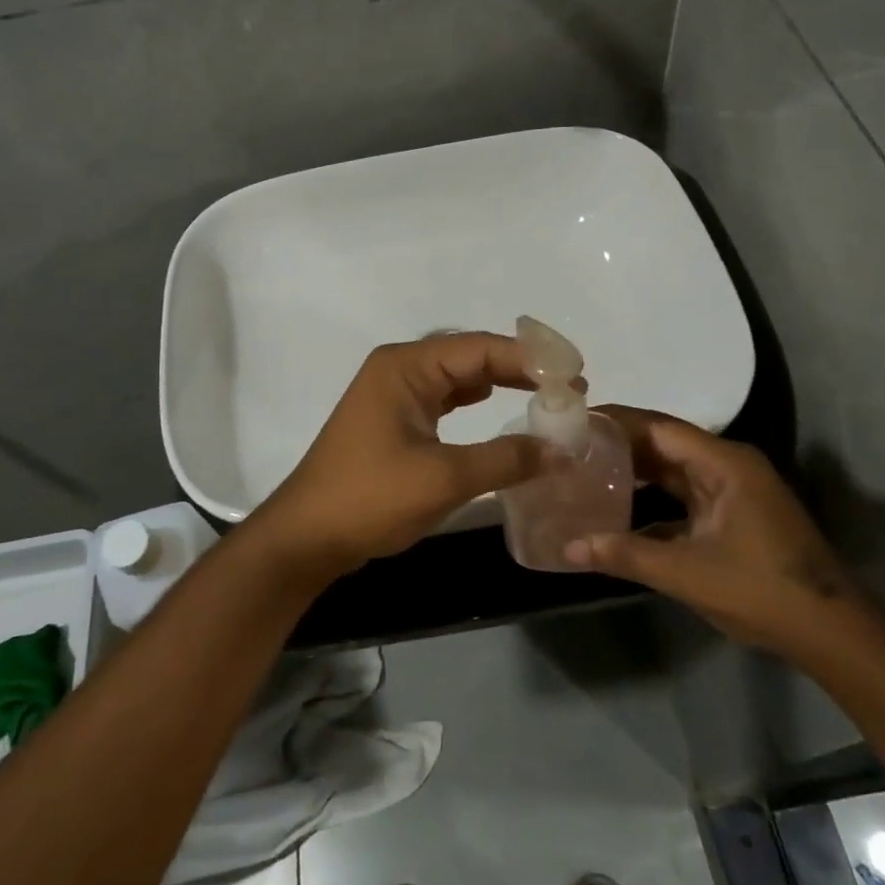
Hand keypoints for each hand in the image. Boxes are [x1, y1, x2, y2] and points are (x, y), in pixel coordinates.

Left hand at [255, 333, 551, 576]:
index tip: (576, 374)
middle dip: (518, 368)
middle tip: (569, 386)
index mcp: (406, 366)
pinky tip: (497, 406)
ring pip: (456, 377)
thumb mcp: (444, 478)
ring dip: (498, 382)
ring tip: (545, 395)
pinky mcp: (392, 419)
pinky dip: (473, 401)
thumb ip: (506, 459)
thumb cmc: (370, 498)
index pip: (480, 348)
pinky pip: (442, 398)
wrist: (307, 535)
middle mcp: (399, 369)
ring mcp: (392, 393)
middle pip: (469, 355)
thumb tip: (561, 450)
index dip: (531, 359)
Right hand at [563, 407, 858, 653]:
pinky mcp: (733, 513)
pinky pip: (684, 492)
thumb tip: (567, 548)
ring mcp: (733, 490)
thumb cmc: (762, 590)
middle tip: (571, 445)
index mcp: (724, 463)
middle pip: (664, 442)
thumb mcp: (687, 573)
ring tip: (586, 468)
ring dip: (634, 468)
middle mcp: (729, 465)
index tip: (573, 421)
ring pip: (673, 468)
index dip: (616, 421)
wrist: (832, 632)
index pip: (659, 427)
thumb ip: (625, 554)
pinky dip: (652, 494)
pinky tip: (618, 506)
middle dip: (619, 443)